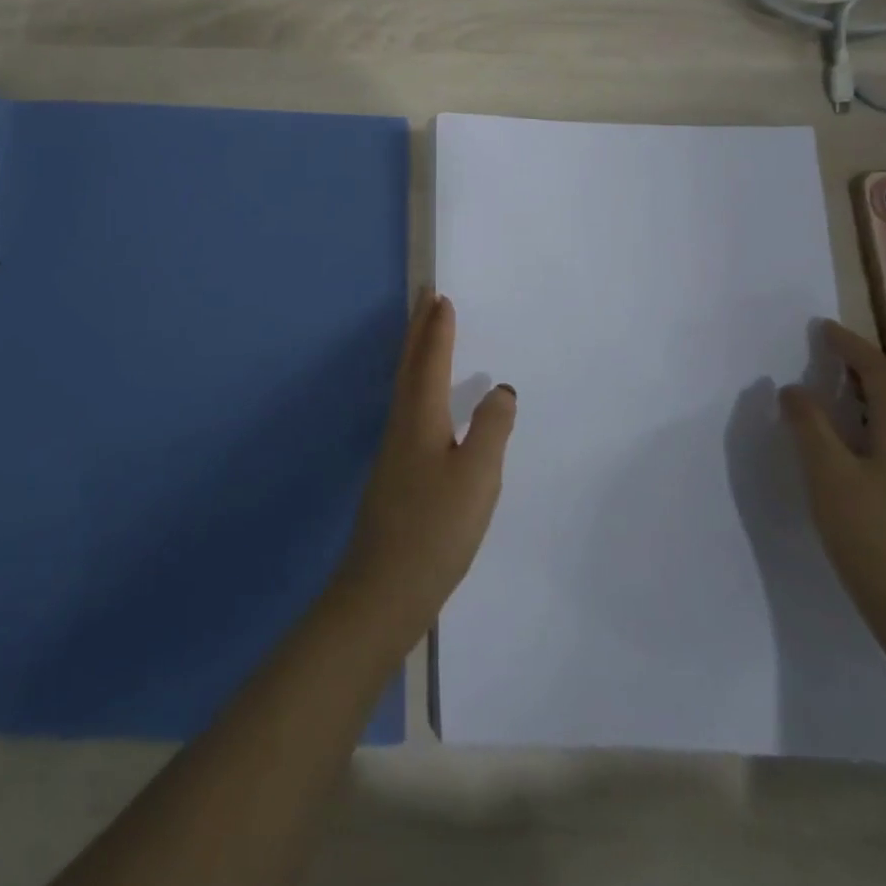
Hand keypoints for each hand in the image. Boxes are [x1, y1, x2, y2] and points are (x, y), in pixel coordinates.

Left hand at [336, 292, 515, 648]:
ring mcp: (393, 450)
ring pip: (404, 386)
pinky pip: (406, 407)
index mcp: (419, 418)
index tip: (440, 297)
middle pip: (408, 366)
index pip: (429, 361)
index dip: (437, 330)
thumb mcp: (477, 479)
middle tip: (425, 299)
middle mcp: (400, 425)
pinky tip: (425, 402)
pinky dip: (415, 384)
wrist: (384, 588)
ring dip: (414, 354)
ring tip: (425, 336)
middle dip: (418, 330)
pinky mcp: (394, 472)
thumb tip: (501, 389)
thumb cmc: (435, 530)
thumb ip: (491, 430)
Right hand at [780, 320, 885, 668]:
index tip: (823, 328)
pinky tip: (853, 434)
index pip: (881, 374)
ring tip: (838, 384)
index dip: (853, 347)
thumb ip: (809, 426)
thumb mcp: (827, 475)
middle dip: (868, 363)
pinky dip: (876, 416)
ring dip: (874, 389)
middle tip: (831, 350)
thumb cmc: (872, 537)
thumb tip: (795, 389)